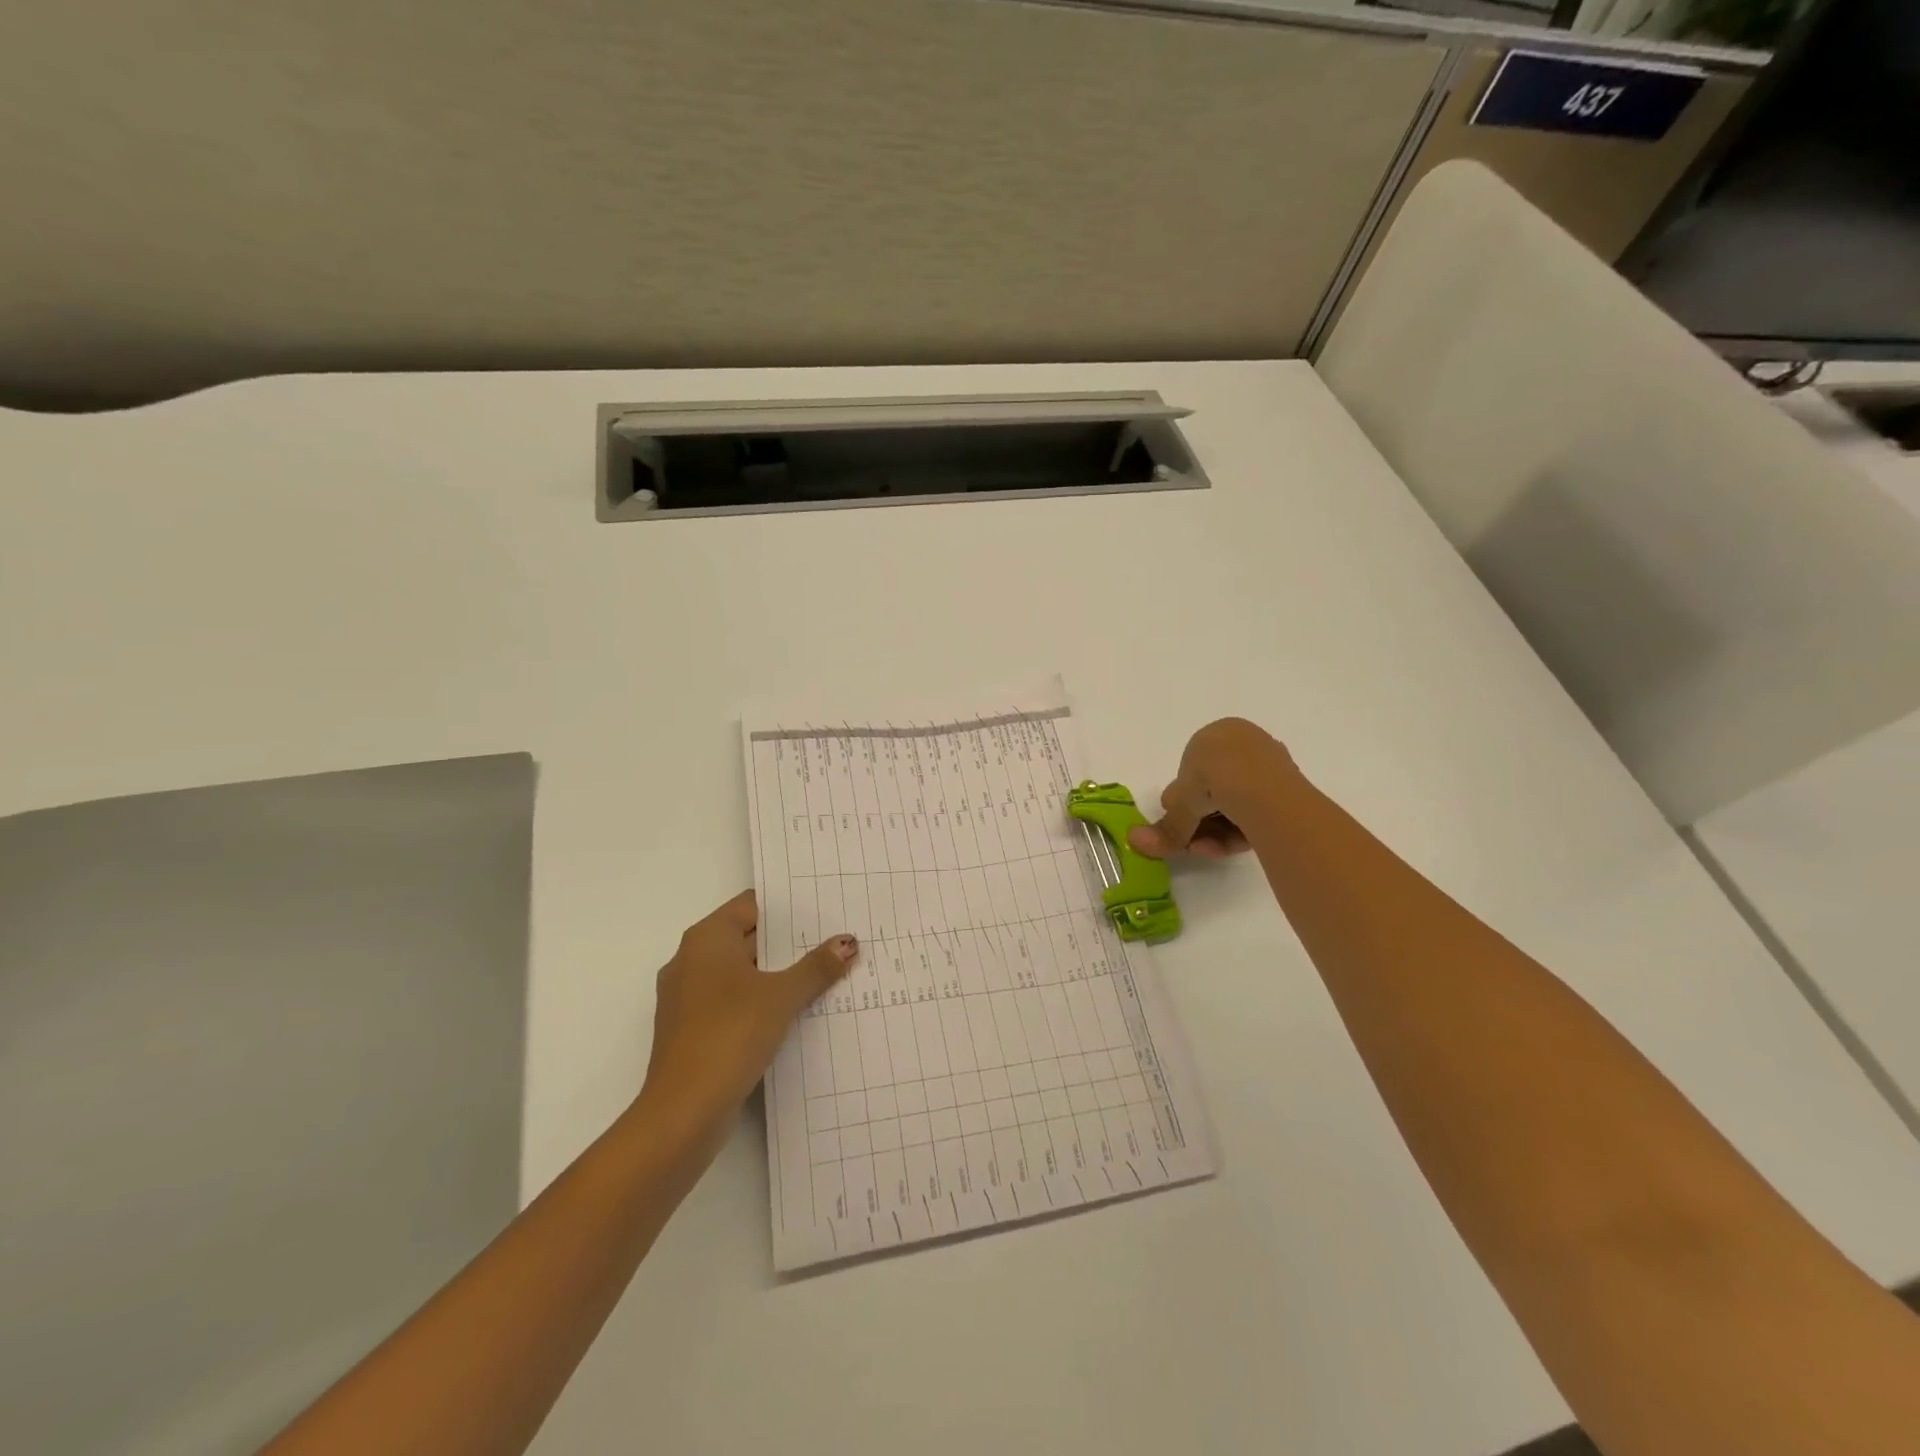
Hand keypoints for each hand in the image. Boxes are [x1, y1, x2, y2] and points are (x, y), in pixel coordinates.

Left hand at [637, 890, 857, 1140]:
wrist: (683, 1112)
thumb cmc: (729, 1034)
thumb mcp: (781, 996)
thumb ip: (816, 967)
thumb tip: (847, 942)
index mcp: (706, 939)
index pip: (751, 905)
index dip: (788, 908)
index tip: (825, 911)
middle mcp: (691, 961)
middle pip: (747, 939)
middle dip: (789, 944)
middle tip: (834, 942)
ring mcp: (688, 999)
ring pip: (741, 974)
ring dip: (777, 976)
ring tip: (824, 976)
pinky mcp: (692, 1032)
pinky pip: (733, 1004)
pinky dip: (761, 1003)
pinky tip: (795, 1014)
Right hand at [1127, 718, 1294, 859]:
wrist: (1260, 786)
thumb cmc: (1211, 779)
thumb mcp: (1180, 806)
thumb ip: (1164, 827)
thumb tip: (1133, 840)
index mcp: (1215, 735)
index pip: (1192, 772)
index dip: (1183, 802)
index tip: (1181, 824)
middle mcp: (1243, 743)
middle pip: (1215, 791)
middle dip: (1201, 822)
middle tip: (1193, 844)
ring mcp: (1270, 765)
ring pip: (1236, 805)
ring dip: (1219, 831)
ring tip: (1210, 850)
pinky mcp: (1290, 788)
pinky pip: (1258, 812)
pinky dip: (1242, 830)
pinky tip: (1233, 848)